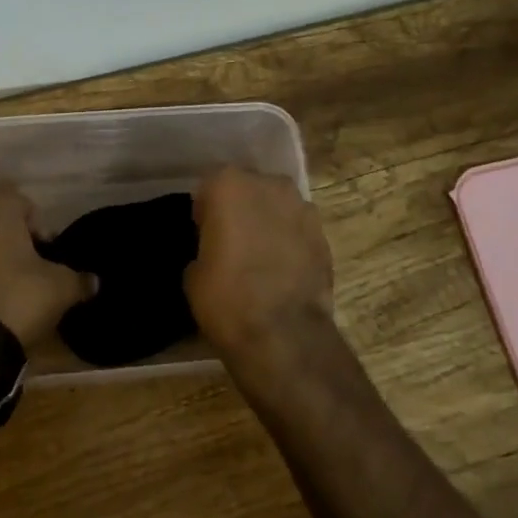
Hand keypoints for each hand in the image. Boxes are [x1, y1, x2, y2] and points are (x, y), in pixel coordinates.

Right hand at [185, 167, 334, 372]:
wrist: (283, 334)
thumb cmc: (227, 298)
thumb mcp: (193, 273)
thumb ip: (205, 245)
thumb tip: (216, 251)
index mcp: (229, 185)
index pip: (211, 186)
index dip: (206, 210)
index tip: (204, 233)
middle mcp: (269, 184)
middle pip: (249, 188)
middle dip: (241, 208)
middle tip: (232, 241)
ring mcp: (302, 206)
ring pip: (277, 205)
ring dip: (269, 221)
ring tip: (261, 256)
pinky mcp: (324, 232)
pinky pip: (299, 228)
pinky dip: (291, 240)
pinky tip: (283, 269)